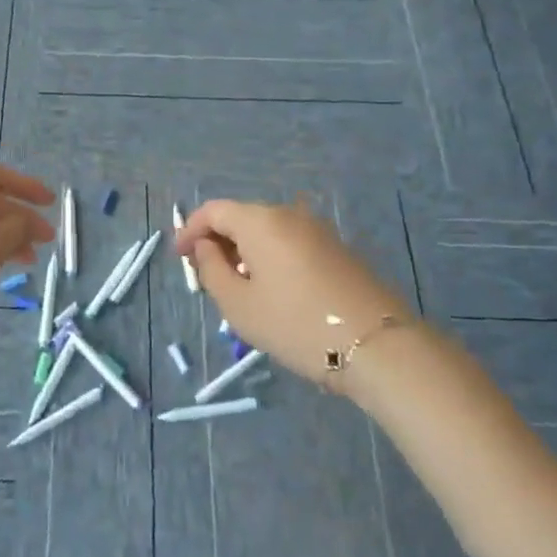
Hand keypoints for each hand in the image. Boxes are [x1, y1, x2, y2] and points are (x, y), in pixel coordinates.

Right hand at [175, 198, 414, 387]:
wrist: (376, 346)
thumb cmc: (295, 324)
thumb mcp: (238, 304)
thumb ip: (212, 270)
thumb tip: (206, 247)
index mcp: (261, 221)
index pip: (214, 210)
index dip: (190, 229)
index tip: (179, 257)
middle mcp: (290, 215)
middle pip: (242, 217)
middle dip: (217, 240)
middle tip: (205, 274)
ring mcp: (318, 231)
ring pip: (267, 231)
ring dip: (244, 251)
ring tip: (236, 286)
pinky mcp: (337, 250)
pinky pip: (290, 243)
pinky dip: (269, 257)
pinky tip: (270, 290)